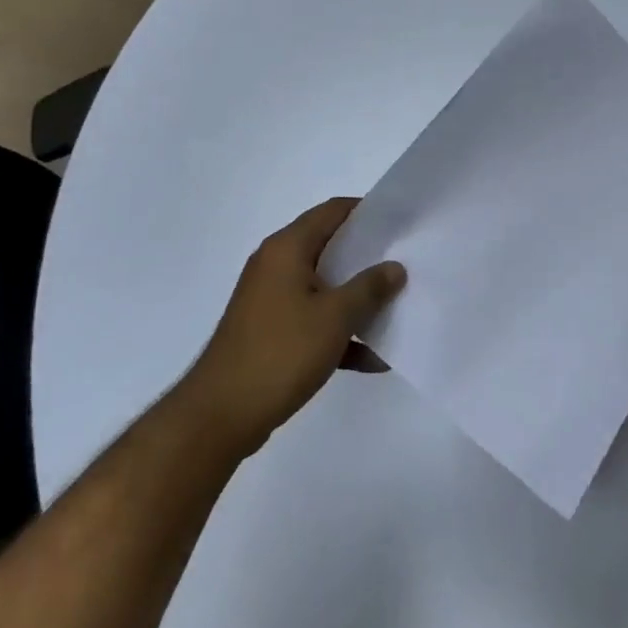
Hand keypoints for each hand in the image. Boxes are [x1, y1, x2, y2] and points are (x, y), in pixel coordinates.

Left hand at [182, 198, 405, 457]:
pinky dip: (339, 333)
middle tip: (406, 263)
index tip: (400, 222)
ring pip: (324, 287)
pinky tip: (373, 358)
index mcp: (287, 248)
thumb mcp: (335, 317)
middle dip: (368, 257)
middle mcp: (275, 265)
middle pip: (330, 248)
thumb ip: (369, 288)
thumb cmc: (280, 352)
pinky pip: (313, 321)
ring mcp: (271, 300)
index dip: (367, 211)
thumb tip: (395, 267)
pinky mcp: (270, 333)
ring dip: (357, 299)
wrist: (220, 416)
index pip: (332, 211)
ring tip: (398, 307)